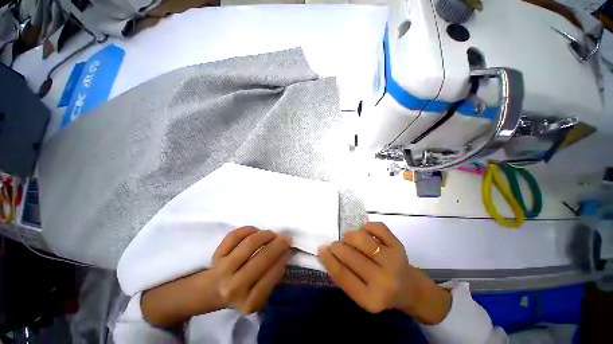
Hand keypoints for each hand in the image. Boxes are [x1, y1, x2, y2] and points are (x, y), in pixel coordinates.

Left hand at [142, 227, 290, 327]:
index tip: (288, 249)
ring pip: (250, 243)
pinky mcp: (216, 255)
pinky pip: (235, 235)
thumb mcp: (259, 294)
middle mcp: (233, 287)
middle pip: (261, 258)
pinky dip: (248, 229)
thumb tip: (284, 253)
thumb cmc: (241, 292)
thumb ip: (272, 277)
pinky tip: (254, 231)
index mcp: (248, 302)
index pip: (271, 277)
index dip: (282, 259)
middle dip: (278, 244)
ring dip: (266, 235)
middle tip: (285, 238)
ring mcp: (223, 269)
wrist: (211, 291)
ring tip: (271, 234)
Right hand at [317, 222, 450, 324]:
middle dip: (337, 246)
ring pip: (361, 238)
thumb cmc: (380, 291)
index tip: (321, 248)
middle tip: (335, 245)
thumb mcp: (361, 293)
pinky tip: (365, 233)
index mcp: (370, 299)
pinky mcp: (399, 246)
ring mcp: (393, 261)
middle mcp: (384, 281)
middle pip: (349, 255)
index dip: (328, 259)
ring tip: (350, 240)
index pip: (342, 275)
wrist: (409, 289)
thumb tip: (325, 251)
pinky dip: (366, 226)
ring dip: (350, 236)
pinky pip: (376, 227)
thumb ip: (344, 276)